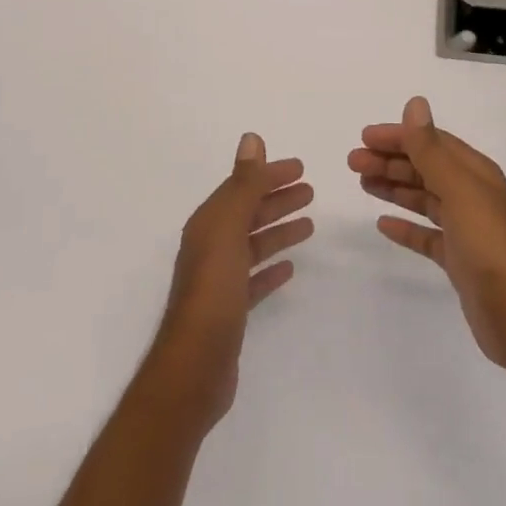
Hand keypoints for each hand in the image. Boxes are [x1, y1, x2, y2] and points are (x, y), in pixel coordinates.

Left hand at [148, 133, 312, 428]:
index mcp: (209, 224)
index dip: (269, 175)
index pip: (242, 187)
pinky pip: (254, 278)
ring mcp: (220, 280)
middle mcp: (211, 246)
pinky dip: (271, 267)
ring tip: (309, 223)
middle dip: (277, 199)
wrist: (194, 368)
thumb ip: (243, 185)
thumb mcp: (228, 230)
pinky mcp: (230, 310)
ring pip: (254, 243)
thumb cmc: (213, 292)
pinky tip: (290, 267)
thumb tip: (252, 138)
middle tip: (311, 190)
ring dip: (278, 229)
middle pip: (249, 213)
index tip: (300, 167)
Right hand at [349, 96, 505, 372]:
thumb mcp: (458, 188)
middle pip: (425, 168)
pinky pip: (426, 235)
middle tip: (353, 163)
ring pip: (423, 198)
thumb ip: (431, 149)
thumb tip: (415, 103)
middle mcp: (471, 195)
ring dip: (394, 187)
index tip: (364, 138)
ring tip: (363, 184)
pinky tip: (383, 224)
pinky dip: (406, 226)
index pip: (432, 143)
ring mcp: (466, 229)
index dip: (399, 136)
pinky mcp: (459, 260)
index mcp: (475, 173)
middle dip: (390, 162)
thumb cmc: (488, 243)